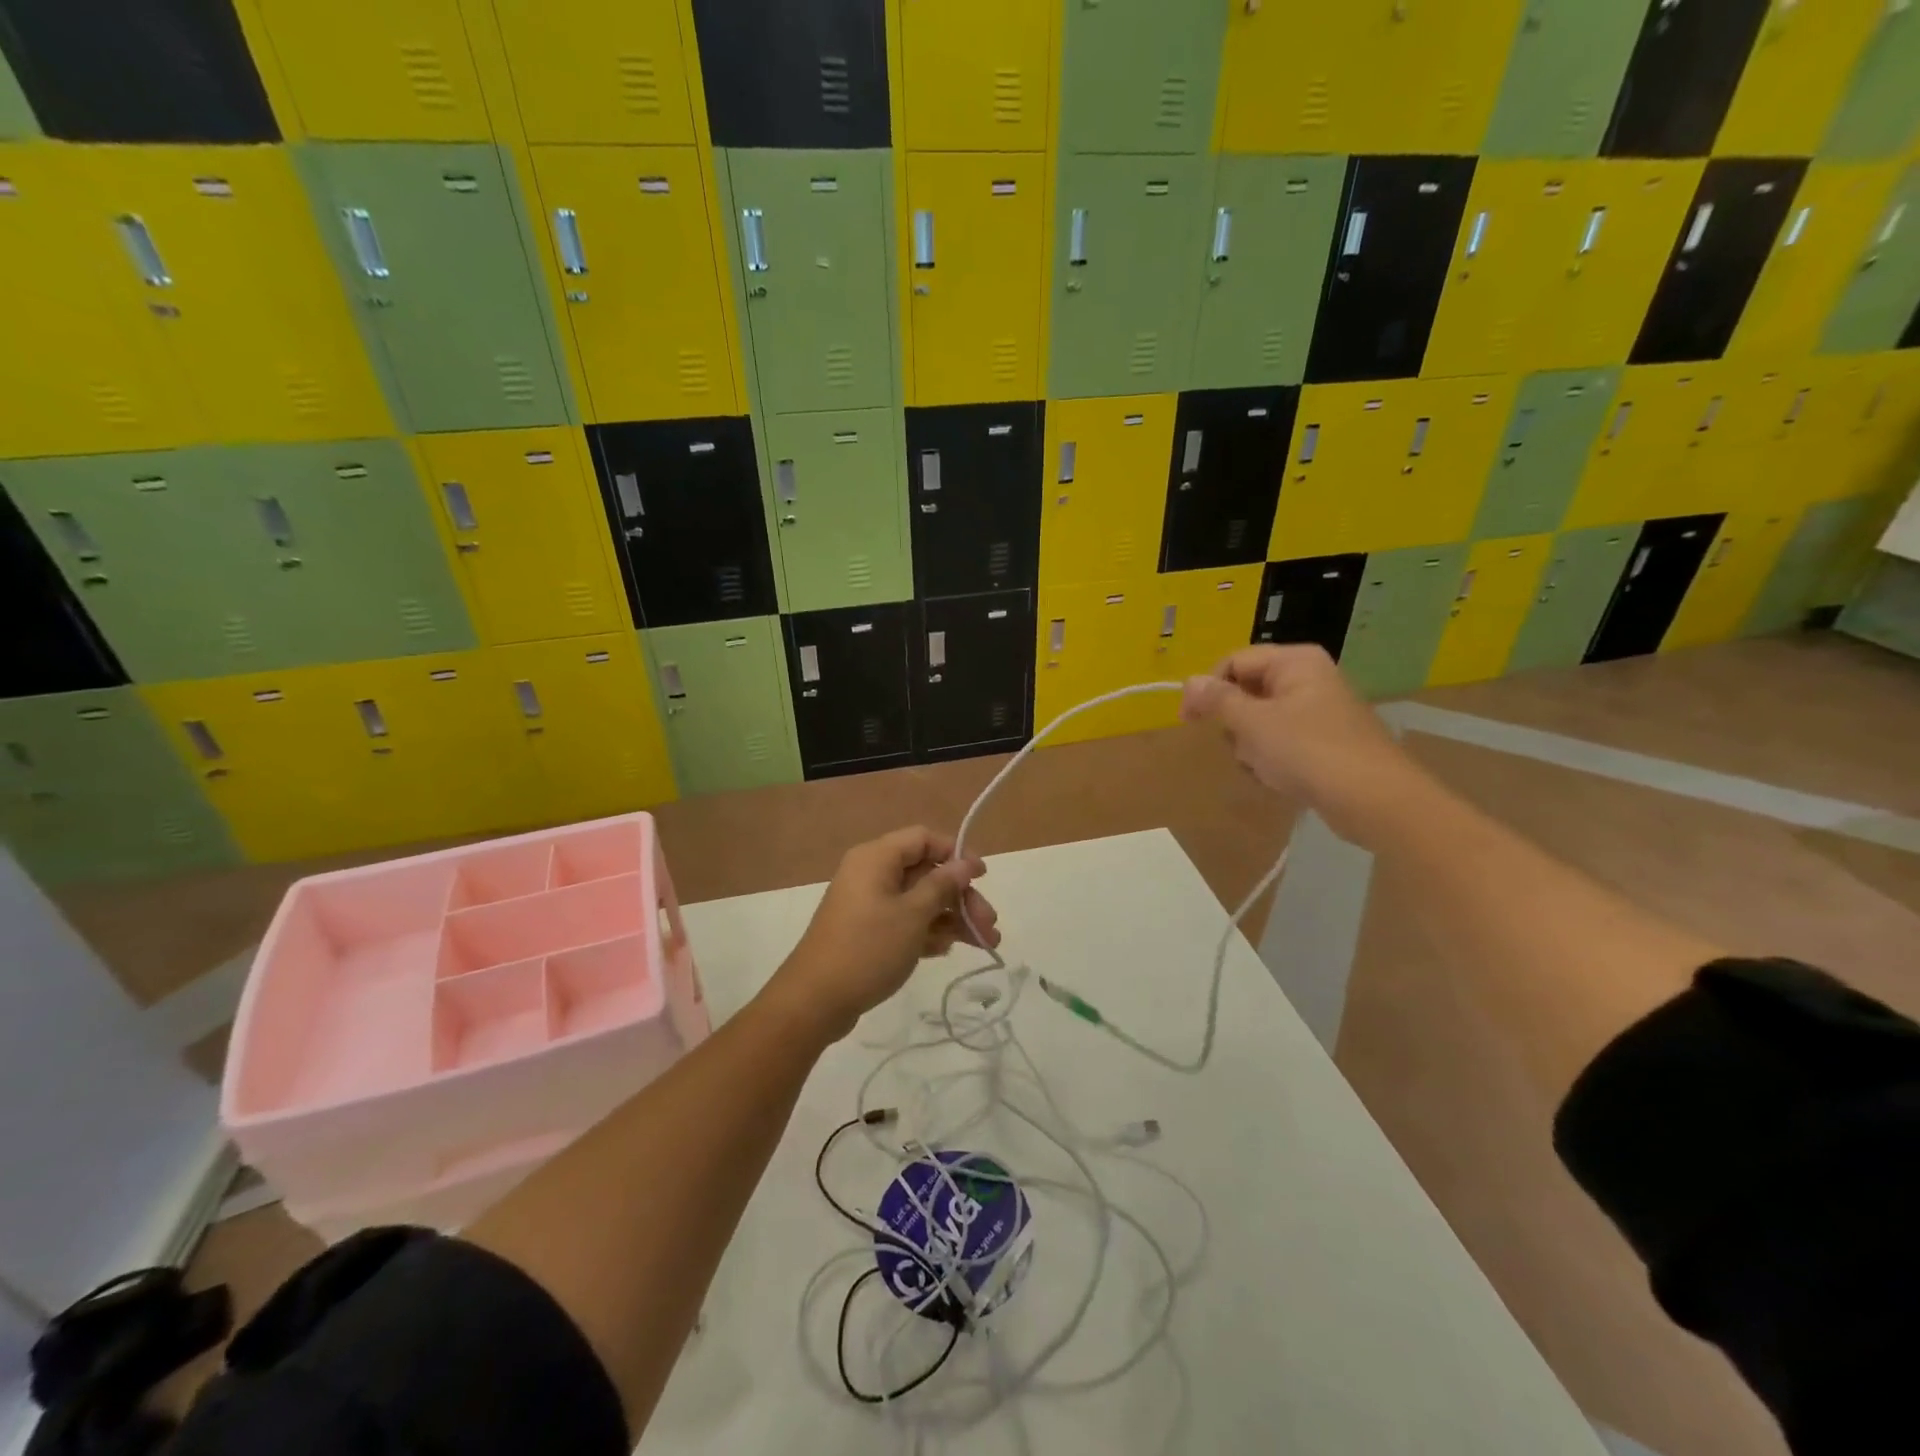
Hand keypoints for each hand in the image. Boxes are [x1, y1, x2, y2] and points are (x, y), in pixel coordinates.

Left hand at [768, 827, 998, 1040]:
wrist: (815, 1000)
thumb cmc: (867, 948)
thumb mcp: (912, 915)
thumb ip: (942, 886)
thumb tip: (965, 864)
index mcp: (876, 858)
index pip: (923, 839)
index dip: (955, 853)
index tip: (982, 878)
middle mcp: (872, 874)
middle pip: (926, 872)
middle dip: (961, 897)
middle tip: (989, 924)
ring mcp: (869, 904)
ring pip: (920, 900)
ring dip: (953, 918)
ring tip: (985, 943)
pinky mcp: (869, 931)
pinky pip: (907, 921)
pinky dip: (929, 931)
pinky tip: (949, 950)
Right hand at [1181, 644, 1430, 845]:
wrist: (1374, 800)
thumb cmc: (1308, 752)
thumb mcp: (1252, 723)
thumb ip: (1218, 699)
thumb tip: (1189, 681)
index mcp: (1295, 662)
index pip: (1234, 662)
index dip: (1208, 688)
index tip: (1189, 721)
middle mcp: (1309, 678)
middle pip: (1247, 692)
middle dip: (1235, 724)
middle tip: (1242, 747)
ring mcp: (1319, 711)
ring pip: (1261, 721)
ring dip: (1252, 747)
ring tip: (1265, 768)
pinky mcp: (1325, 741)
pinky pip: (1282, 742)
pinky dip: (1273, 760)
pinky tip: (1279, 779)